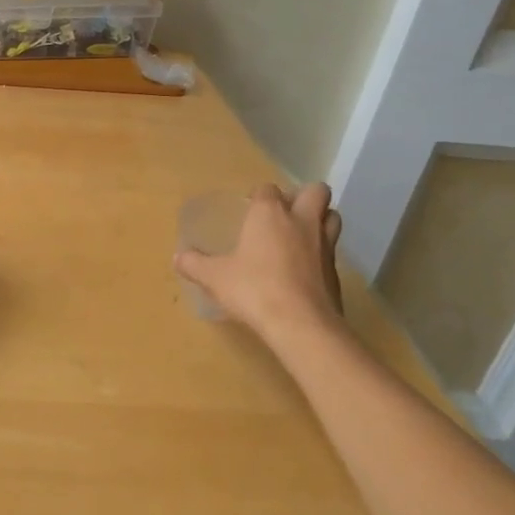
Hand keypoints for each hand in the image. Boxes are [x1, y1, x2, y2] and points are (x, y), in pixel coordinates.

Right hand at [175, 183, 345, 342]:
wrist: (302, 325)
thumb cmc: (254, 289)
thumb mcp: (214, 277)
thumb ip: (194, 264)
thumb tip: (177, 258)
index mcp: (269, 214)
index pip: (268, 189)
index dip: (259, 196)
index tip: (249, 208)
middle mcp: (301, 221)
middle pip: (315, 191)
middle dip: (304, 197)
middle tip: (285, 213)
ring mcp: (324, 246)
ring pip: (333, 217)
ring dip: (320, 220)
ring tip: (300, 236)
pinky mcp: (337, 272)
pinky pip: (332, 251)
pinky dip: (321, 254)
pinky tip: (305, 270)